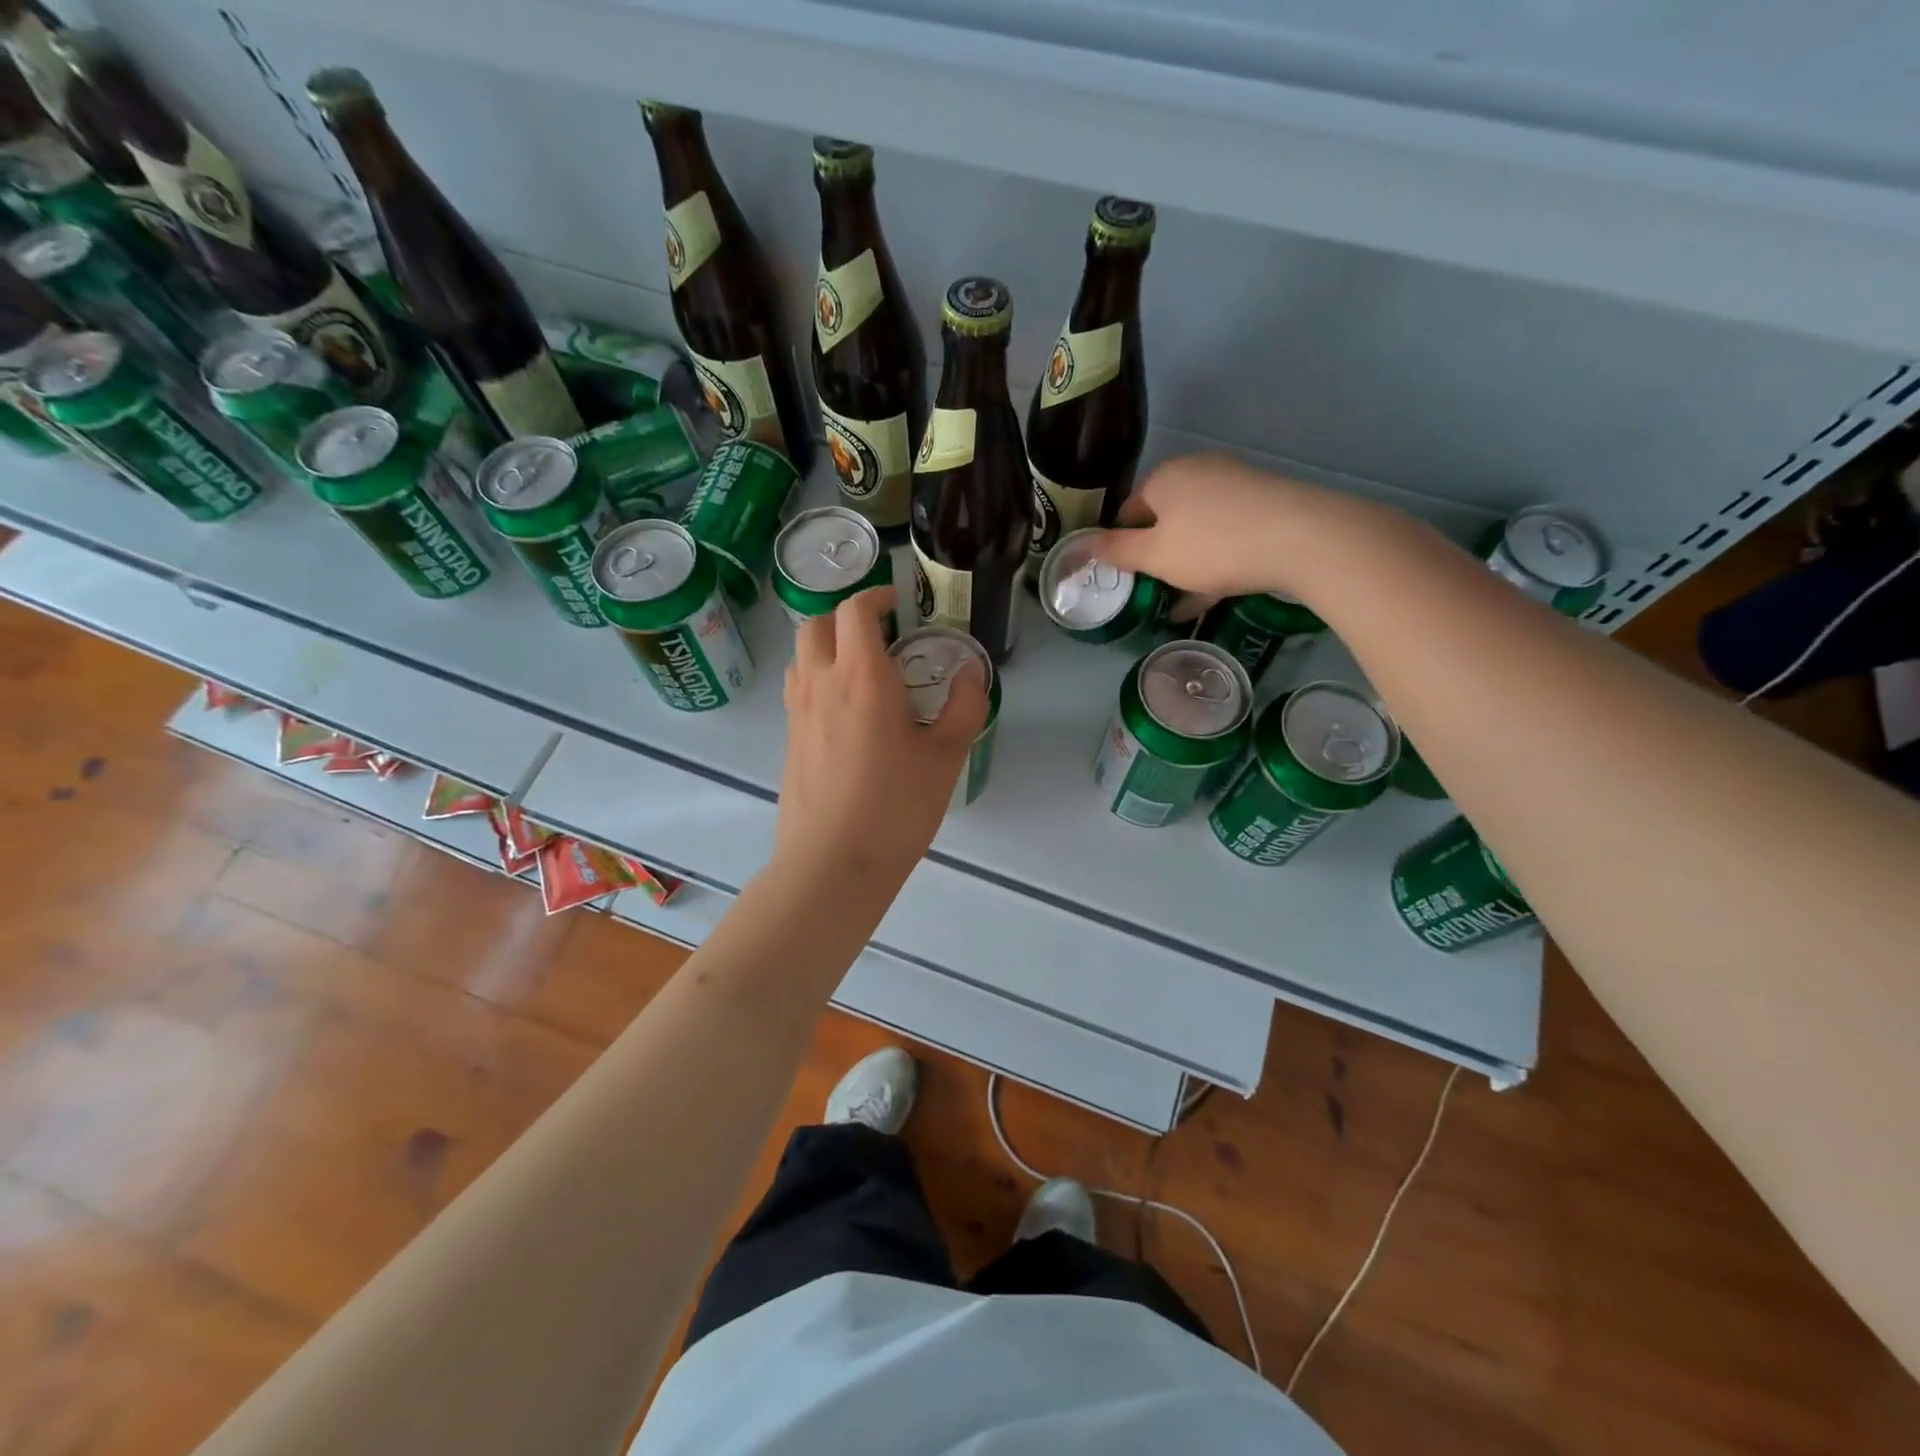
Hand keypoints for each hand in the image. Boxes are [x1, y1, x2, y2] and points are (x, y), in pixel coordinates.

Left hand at [774, 586, 987, 906]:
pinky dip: (817, 678)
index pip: (855, 611)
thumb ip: (964, 707)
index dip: (876, 596)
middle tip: (879, 632)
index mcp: (862, 677)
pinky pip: (797, 688)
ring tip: (860, 669)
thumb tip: (972, 673)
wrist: (833, 863)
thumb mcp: (946, 757)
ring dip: (827, 645)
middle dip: (846, 616)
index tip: (897, 602)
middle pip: (817, 623)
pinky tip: (844, 711)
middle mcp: (821, 683)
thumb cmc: (895, 806)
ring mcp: (798, 712)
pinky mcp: (789, 740)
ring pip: (802, 655)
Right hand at [1087, 453, 1340, 602]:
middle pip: (1163, 519)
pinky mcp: (1263, 500)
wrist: (1301, 537)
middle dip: (1157, 557)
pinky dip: (1215, 560)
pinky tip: (1214, 593)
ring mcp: (1234, 483)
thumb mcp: (1155, 556)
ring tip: (1184, 603)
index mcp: (1163, 478)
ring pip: (1196, 529)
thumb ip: (1115, 551)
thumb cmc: (1213, 545)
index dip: (1121, 547)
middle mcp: (1196, 471)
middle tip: (1156, 593)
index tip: (1127, 579)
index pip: (1127, 512)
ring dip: (1186, 565)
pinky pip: (1226, 532)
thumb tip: (1078, 545)